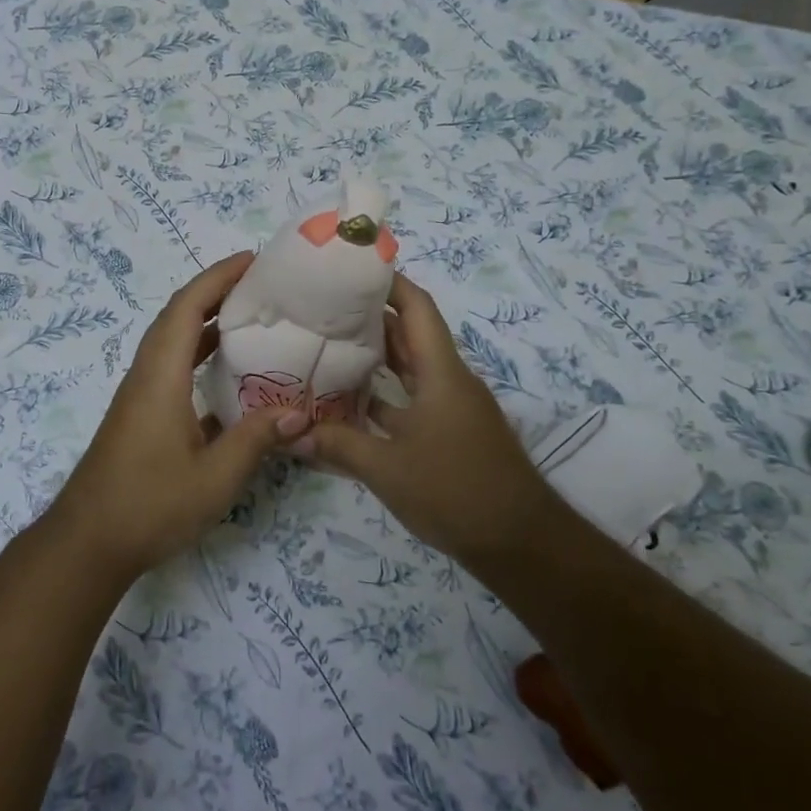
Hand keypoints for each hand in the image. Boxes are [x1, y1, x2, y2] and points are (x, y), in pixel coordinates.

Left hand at [47, 252, 309, 579]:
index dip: (218, 277)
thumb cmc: (149, 505)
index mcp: (160, 376)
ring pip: (173, 342)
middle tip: (262, 286)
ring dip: (206, 323)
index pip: (187, 307)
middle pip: (178, 316)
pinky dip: (199, 356)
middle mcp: (146, 375)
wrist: (88, 542)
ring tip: (252, 319)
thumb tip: (300, 412)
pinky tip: (230, 375)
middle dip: (216, 292)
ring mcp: (140, 396)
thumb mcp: (214, 478)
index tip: (253, 260)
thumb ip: (256, 440)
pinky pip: (172, 368)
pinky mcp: (141, 416)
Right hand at [306, 270, 548, 564]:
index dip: (389, 282)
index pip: (417, 308)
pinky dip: (383, 395)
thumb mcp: (387, 468)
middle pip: (410, 334)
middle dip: (371, 316)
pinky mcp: (449, 433)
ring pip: (410, 368)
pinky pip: (410, 399)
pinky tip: (348, 402)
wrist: (519, 542)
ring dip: (376, 356)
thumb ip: (337, 445)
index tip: (351, 268)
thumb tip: (290, 433)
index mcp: (441, 373)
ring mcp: (451, 408)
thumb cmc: (455, 491)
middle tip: (323, 306)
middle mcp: (449, 381)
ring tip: (327, 344)